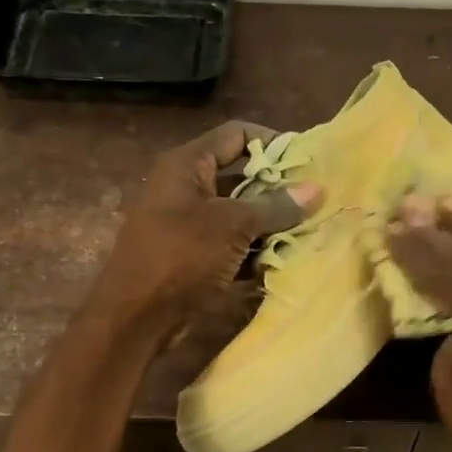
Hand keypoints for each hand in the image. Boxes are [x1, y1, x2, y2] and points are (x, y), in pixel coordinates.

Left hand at [89, 121, 321, 340]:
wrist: (135, 317)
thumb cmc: (181, 257)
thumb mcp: (232, 226)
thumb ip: (275, 206)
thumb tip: (316, 189)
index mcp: (186, 165)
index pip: (236, 134)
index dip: (272, 142)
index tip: (307, 162)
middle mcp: (185, 188)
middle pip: (241, 175)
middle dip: (278, 189)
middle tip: (315, 201)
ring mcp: (188, 224)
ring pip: (238, 213)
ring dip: (270, 223)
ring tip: (307, 230)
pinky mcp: (193, 256)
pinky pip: (231, 244)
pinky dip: (254, 250)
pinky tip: (283, 259)